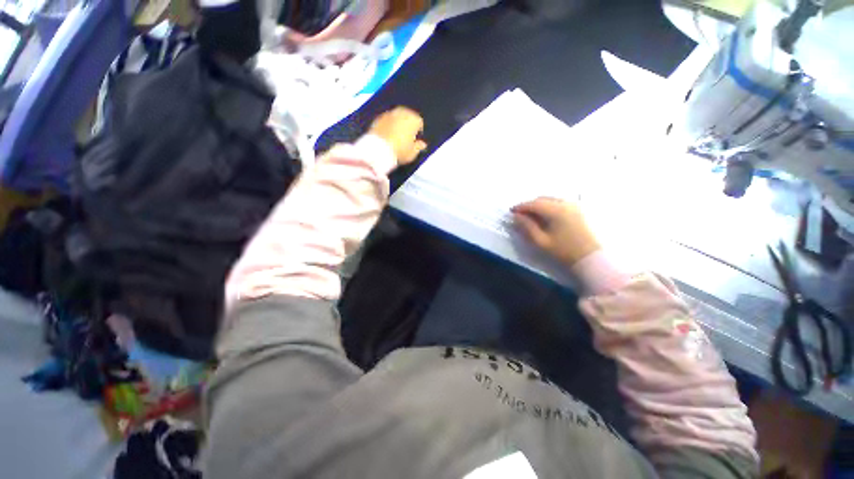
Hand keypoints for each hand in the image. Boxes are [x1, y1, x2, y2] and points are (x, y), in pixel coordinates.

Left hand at [369, 107, 426, 165]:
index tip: (415, 140)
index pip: (419, 122)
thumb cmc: (400, 151)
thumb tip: (422, 144)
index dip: (418, 132)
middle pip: (408, 116)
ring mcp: (389, 114)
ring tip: (396, 136)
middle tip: (406, 137)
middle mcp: (402, 112)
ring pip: (397, 117)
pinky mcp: (378, 118)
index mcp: (413, 119)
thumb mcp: (412, 153)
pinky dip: (388, 125)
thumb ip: (419, 147)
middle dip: (408, 125)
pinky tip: (387, 136)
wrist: (379, 150)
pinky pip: (387, 120)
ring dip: (398, 124)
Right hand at [512, 197, 600, 266]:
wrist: (590, 258)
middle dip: (529, 205)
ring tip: (530, 216)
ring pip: (550, 200)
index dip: (520, 207)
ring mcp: (573, 205)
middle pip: (542, 199)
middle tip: (519, 215)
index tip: (511, 212)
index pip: (533, 204)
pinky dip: (547, 206)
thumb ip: (527, 227)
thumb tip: (516, 216)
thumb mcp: (541, 241)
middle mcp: (565, 203)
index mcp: (556, 210)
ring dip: (538, 205)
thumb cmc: (563, 251)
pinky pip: (558, 203)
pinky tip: (544, 216)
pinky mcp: (577, 210)